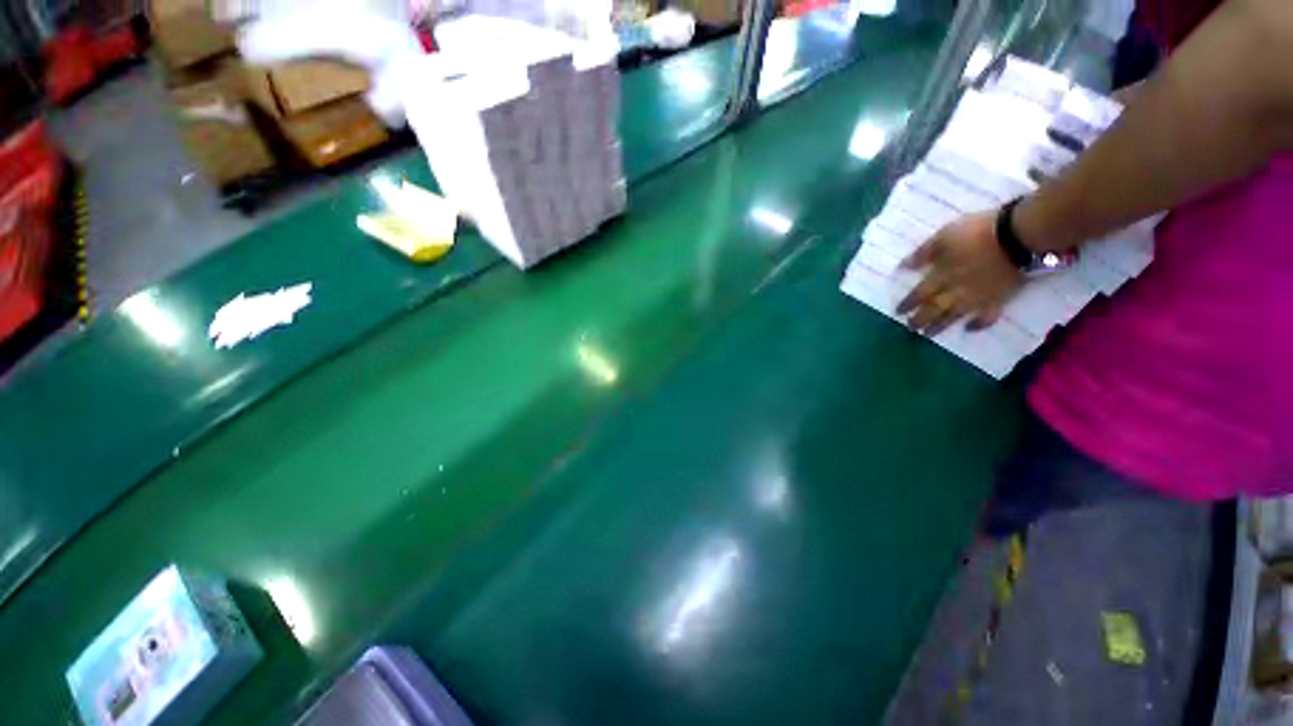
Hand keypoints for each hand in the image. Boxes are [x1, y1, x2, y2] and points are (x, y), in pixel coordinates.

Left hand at [897, 210, 1024, 334]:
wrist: (1019, 236)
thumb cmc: (978, 232)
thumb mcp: (943, 236)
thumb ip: (923, 253)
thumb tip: (904, 267)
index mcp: (941, 276)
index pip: (919, 294)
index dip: (908, 304)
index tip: (898, 312)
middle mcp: (956, 291)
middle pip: (934, 309)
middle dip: (920, 320)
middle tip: (911, 328)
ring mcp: (978, 297)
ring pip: (954, 316)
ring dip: (940, 326)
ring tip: (928, 334)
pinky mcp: (1001, 299)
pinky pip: (988, 316)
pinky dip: (978, 324)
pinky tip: (970, 329)